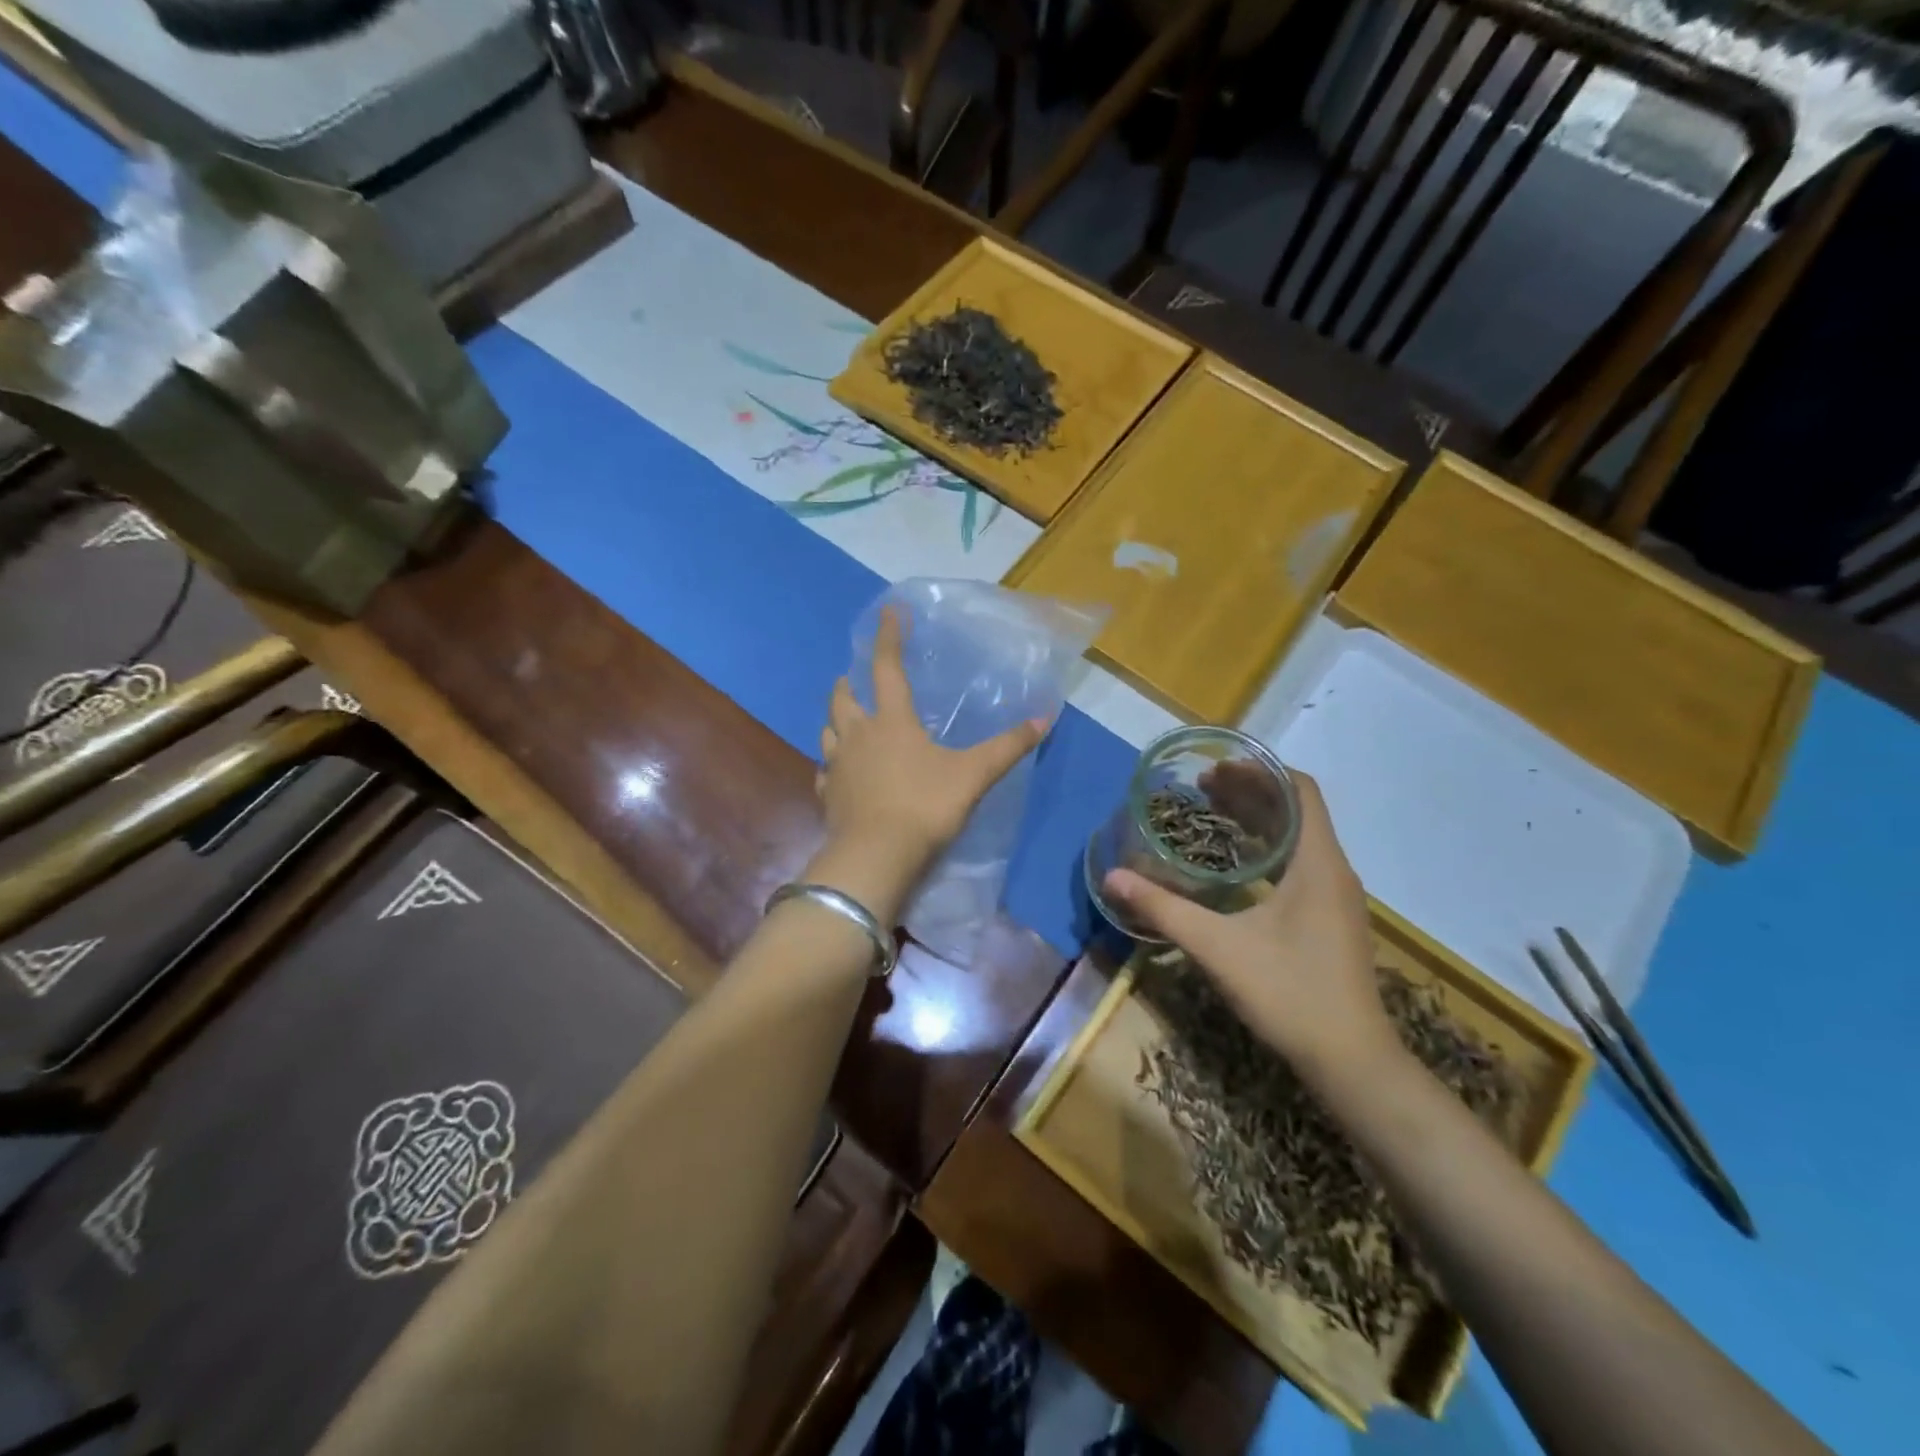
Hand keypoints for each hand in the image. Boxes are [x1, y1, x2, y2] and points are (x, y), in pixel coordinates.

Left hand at [810, 606, 1046, 922]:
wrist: (876, 856)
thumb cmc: (924, 806)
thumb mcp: (973, 774)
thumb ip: (1008, 747)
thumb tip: (1045, 717)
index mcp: (891, 721)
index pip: (886, 667)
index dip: (888, 637)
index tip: (887, 611)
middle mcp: (858, 735)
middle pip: (842, 697)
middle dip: (848, 683)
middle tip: (855, 679)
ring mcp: (837, 766)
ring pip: (827, 731)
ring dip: (835, 720)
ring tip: (846, 721)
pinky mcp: (827, 796)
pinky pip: (825, 772)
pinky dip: (832, 765)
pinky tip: (839, 773)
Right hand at [1102, 770, 1397, 1083]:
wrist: (1351, 1062)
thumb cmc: (1290, 993)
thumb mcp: (1218, 947)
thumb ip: (1164, 909)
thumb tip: (1113, 877)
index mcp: (1317, 863)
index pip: (1299, 790)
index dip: (1258, 771)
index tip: (1214, 769)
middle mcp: (1333, 871)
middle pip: (1295, 811)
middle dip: (1249, 793)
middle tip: (1199, 790)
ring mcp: (1335, 899)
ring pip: (1297, 840)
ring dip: (1257, 822)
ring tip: (1211, 817)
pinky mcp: (1330, 921)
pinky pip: (1298, 865)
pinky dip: (1265, 851)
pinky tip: (1234, 868)